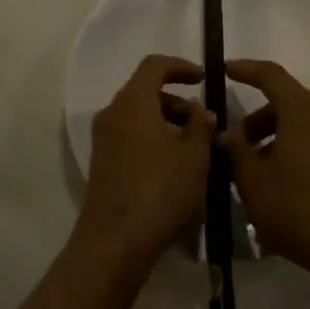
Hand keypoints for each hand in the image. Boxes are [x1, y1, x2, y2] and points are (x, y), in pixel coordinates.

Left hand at [74, 55, 213, 276]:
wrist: (115, 242)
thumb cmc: (159, 190)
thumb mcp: (194, 156)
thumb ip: (201, 126)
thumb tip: (200, 112)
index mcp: (132, 102)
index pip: (154, 66)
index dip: (181, 66)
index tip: (204, 78)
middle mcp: (112, 114)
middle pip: (146, 92)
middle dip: (179, 102)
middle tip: (206, 124)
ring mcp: (104, 140)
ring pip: (140, 117)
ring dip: (168, 123)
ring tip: (197, 149)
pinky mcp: (103, 164)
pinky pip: (132, 137)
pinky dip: (154, 140)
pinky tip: (176, 168)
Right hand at [220, 59, 309, 284]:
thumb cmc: (297, 208)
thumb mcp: (252, 180)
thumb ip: (234, 150)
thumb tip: (225, 132)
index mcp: (301, 111)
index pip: (271, 75)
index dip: (245, 69)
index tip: (223, 70)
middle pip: (284, 102)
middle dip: (255, 118)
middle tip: (232, 142)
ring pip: (298, 125)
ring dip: (271, 138)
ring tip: (249, 170)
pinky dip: (289, 151)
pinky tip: (273, 184)